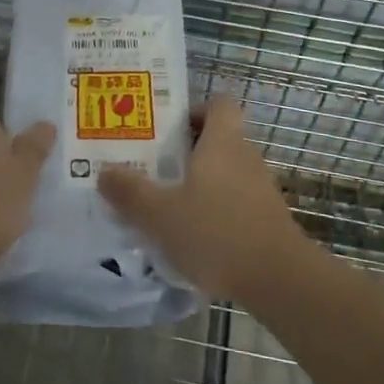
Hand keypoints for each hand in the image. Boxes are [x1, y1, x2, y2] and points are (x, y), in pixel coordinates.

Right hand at [99, 95, 308, 302]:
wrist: (279, 280)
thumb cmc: (216, 233)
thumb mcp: (161, 214)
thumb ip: (131, 192)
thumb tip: (104, 170)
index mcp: (222, 141)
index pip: (218, 103)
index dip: (194, 109)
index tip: (167, 128)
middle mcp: (244, 155)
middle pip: (217, 137)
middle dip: (186, 149)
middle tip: (153, 166)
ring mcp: (259, 187)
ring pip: (225, 171)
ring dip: (200, 181)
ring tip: (167, 203)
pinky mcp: (266, 217)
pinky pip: (235, 199)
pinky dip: (215, 208)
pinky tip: (193, 235)